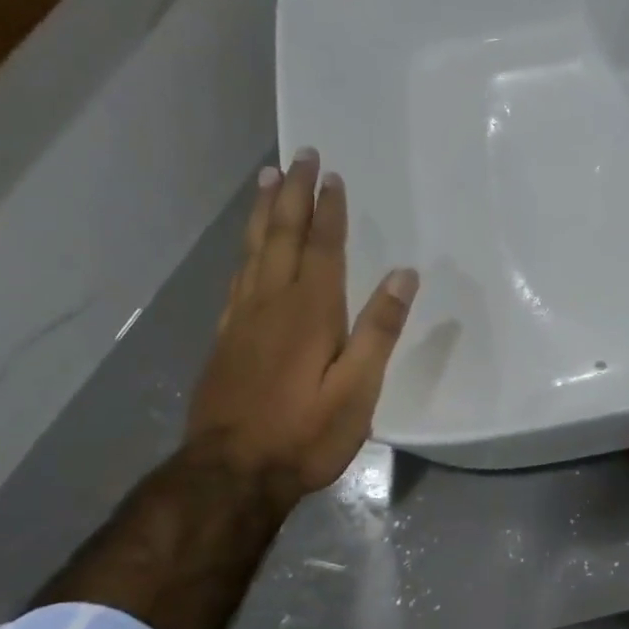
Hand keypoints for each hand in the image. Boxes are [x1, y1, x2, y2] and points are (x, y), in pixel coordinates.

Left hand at [186, 154, 417, 512]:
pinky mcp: (225, 338)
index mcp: (310, 311)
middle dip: (294, 195)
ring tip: (268, 180)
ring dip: (265, 212)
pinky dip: (245, 250)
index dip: (329, 211)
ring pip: (253, 250)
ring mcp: (242, 319)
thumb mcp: (358, 389)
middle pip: (283, 236)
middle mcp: (271, 303)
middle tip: (299, 156)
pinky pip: (237, 277)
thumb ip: (379, 330)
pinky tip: (247, 247)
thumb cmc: (305, 434)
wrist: (231, 472)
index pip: (323, 248)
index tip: (333, 176)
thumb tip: (403, 274)